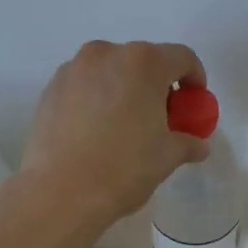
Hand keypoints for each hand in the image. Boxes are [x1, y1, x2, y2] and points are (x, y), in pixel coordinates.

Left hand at [19, 40, 211, 230]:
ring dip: (125, 89)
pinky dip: (97, 98)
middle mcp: (107, 54)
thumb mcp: (167, 157)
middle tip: (161, 118)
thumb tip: (197, 145)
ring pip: (111, 71)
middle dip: (158, 85)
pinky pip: (85, 85)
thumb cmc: (123, 169)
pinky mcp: (50, 88)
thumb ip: (187, 142)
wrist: (59, 193)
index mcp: (144, 63)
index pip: (182, 58)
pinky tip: (96, 131)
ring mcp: (74, 68)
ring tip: (125, 125)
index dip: (195, 79)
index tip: (194, 104)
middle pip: (144, 61)